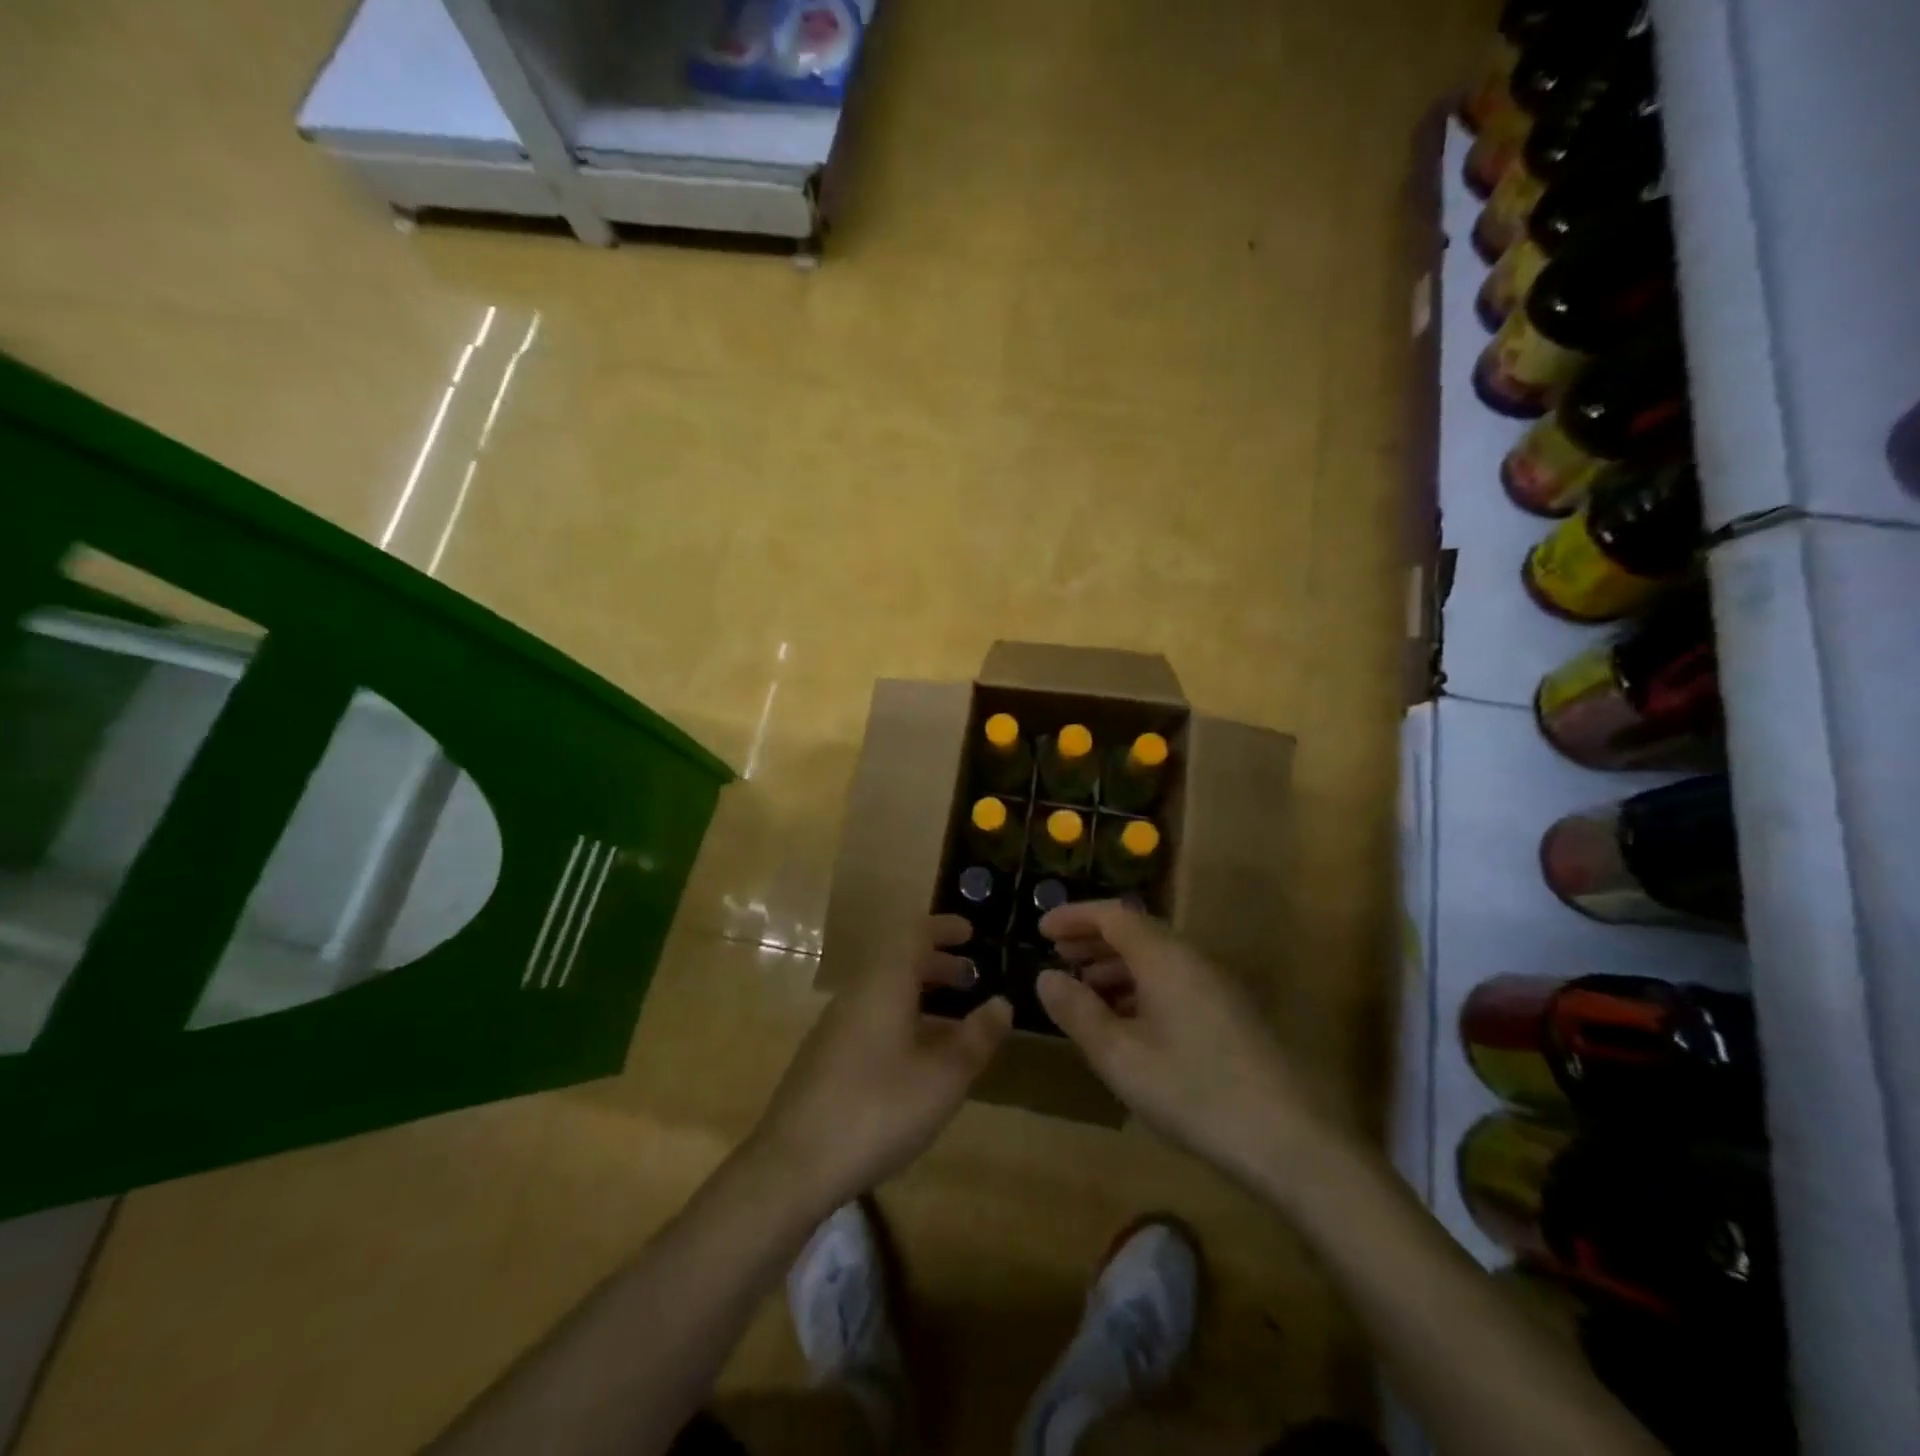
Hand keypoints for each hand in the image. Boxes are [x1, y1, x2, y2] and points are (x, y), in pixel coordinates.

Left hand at [749, 915, 1011, 1208]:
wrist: (793, 1165)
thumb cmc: (878, 1110)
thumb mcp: (943, 1078)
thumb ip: (977, 1037)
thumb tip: (1002, 1003)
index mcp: (884, 984)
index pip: (914, 934)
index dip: (943, 928)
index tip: (971, 932)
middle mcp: (856, 993)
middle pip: (898, 961)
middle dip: (937, 963)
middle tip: (971, 978)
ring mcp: (834, 1025)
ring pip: (883, 991)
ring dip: (919, 993)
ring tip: (952, 1019)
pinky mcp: (824, 1056)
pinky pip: (870, 1016)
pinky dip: (900, 1018)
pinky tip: (915, 1058)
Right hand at [1036, 901, 1314, 1183]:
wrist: (1289, 1140)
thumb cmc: (1193, 1091)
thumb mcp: (1120, 1056)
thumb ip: (1077, 1012)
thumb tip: (1046, 977)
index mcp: (1164, 957)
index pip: (1112, 915)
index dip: (1074, 917)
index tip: (1040, 929)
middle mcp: (1191, 959)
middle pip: (1135, 931)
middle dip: (1092, 940)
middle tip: (1056, 956)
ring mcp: (1214, 985)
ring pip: (1155, 958)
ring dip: (1114, 965)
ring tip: (1082, 990)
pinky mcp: (1227, 1012)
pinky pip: (1172, 980)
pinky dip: (1139, 987)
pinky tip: (1125, 1022)